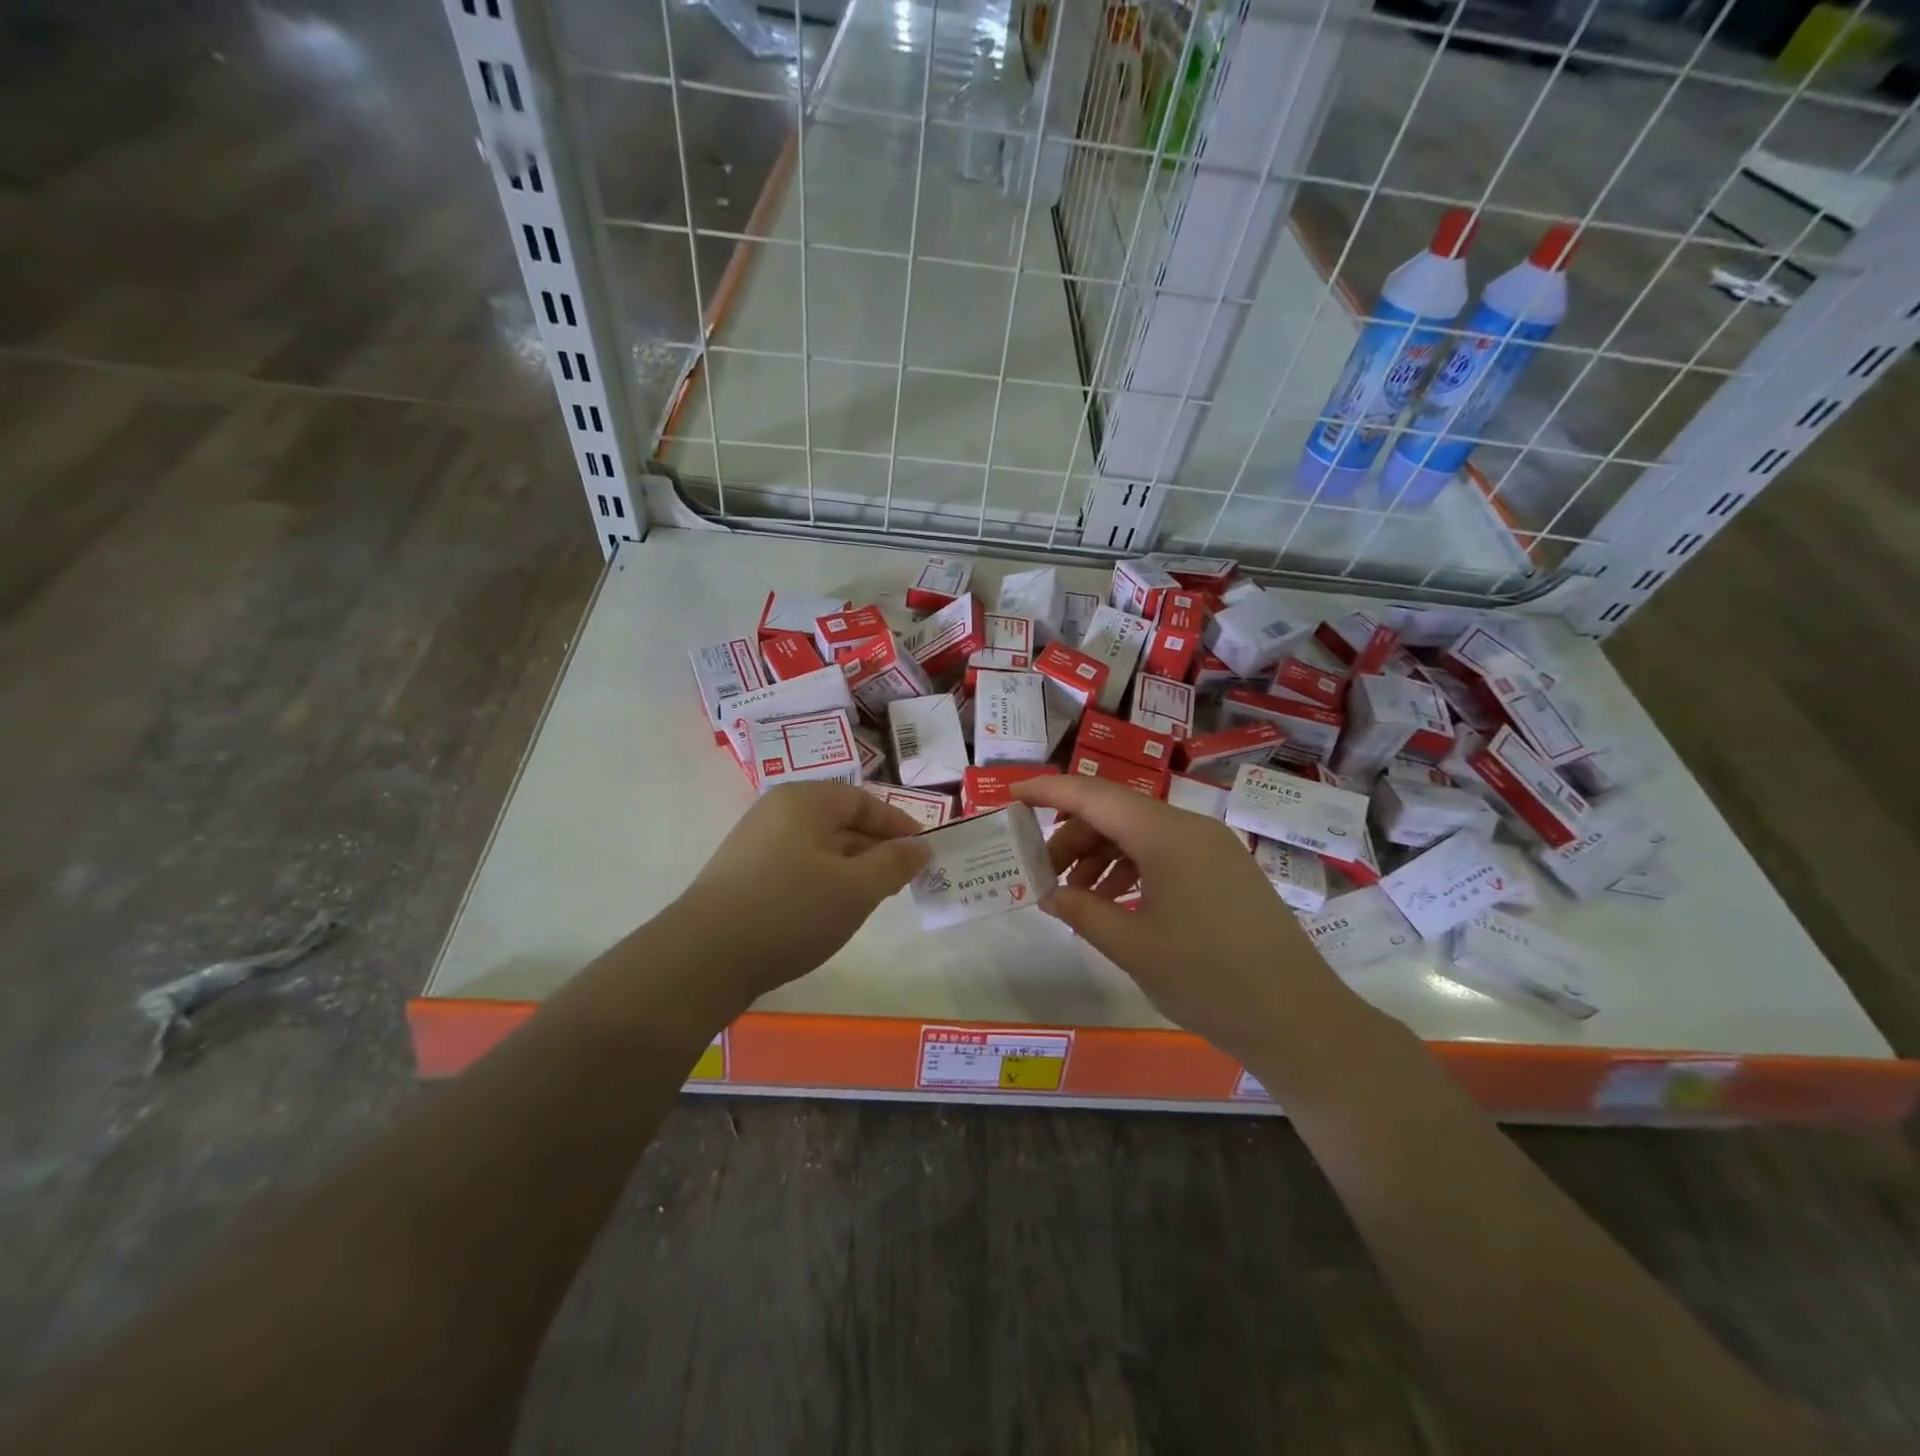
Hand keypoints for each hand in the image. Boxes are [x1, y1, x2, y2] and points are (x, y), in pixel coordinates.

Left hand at [674, 782, 928, 1003]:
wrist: (704, 957)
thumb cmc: (791, 911)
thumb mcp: (856, 888)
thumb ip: (894, 863)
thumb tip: (919, 846)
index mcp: (805, 800)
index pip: (864, 801)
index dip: (898, 825)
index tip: (923, 853)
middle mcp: (777, 811)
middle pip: (840, 821)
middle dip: (875, 849)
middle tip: (901, 881)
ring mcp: (755, 842)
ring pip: (818, 846)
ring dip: (850, 868)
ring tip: (870, 900)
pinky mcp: (742, 874)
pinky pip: (796, 866)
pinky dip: (822, 882)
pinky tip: (829, 912)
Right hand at [1014, 775, 1367, 1070]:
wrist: (1299, 1019)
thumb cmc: (1208, 980)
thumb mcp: (1132, 947)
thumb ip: (1083, 912)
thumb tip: (1049, 895)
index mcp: (1166, 835)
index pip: (1094, 796)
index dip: (1049, 791)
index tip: (1011, 795)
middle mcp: (1190, 828)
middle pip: (1116, 813)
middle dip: (1073, 837)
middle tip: (1042, 873)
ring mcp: (1212, 848)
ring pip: (1140, 833)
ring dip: (1101, 856)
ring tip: (1075, 895)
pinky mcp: (1225, 870)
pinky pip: (1165, 853)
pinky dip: (1132, 869)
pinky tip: (1116, 902)